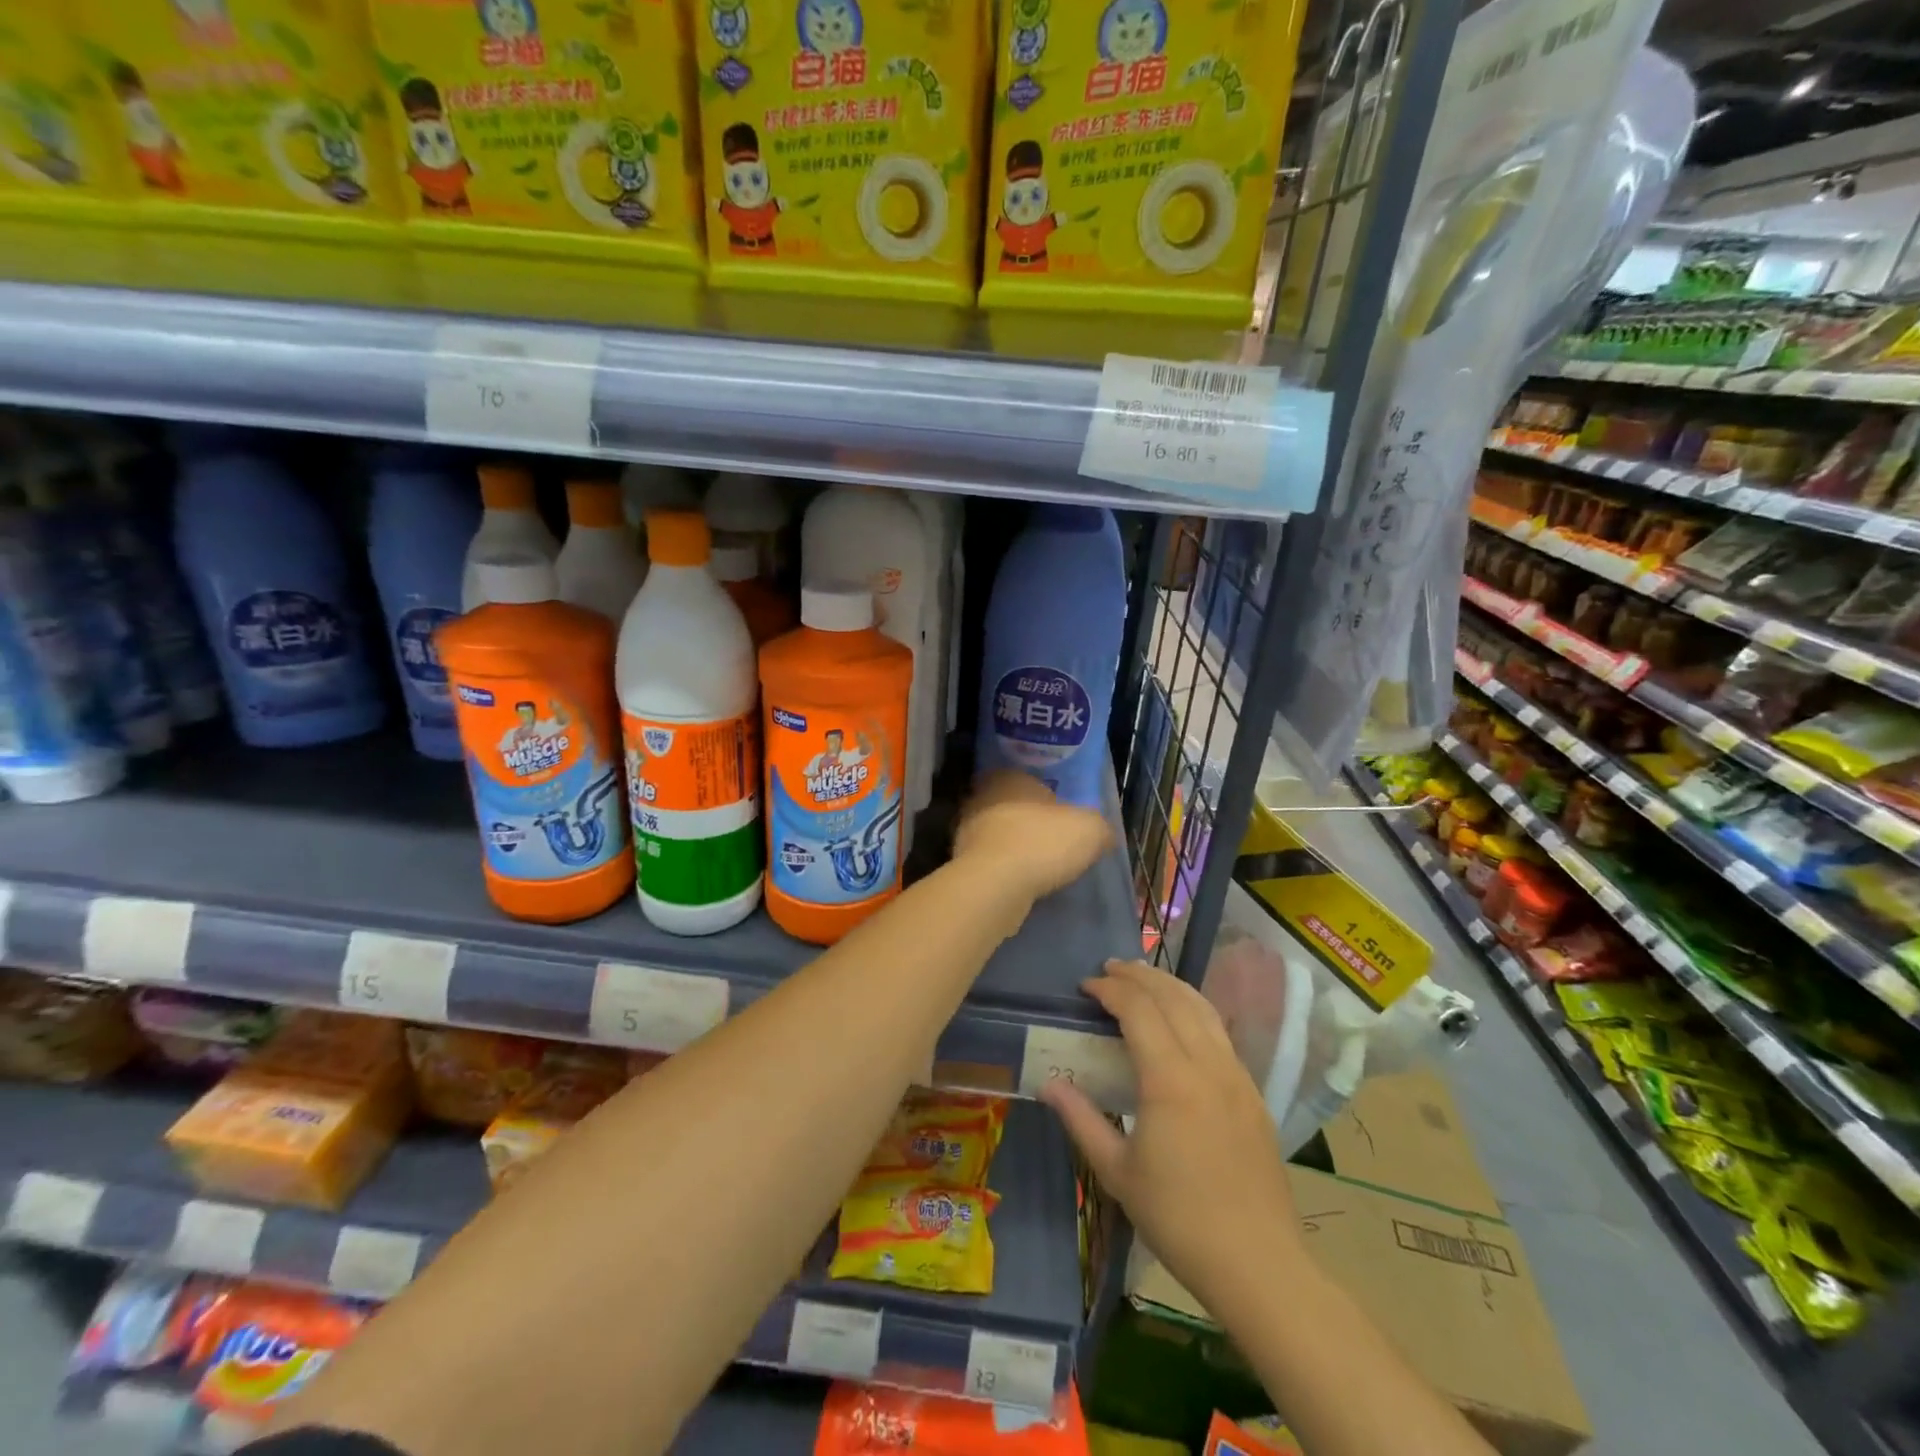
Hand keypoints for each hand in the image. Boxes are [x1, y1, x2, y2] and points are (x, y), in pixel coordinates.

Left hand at [952, 771, 1112, 900]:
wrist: (995, 886)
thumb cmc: (1042, 843)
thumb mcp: (1090, 829)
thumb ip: (1099, 827)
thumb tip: (1103, 835)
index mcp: (1009, 778)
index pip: (1029, 781)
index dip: (1050, 800)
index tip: (1065, 820)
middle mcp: (981, 798)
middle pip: (1012, 808)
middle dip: (1030, 824)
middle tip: (1054, 844)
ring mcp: (966, 831)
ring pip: (998, 835)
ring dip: (1016, 849)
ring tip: (1041, 869)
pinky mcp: (961, 863)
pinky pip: (990, 862)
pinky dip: (1005, 871)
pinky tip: (1023, 885)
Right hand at [1041, 960, 1299, 1310]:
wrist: (1259, 1264)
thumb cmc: (1179, 1218)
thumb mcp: (1117, 1172)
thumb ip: (1081, 1120)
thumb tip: (1047, 1083)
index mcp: (1170, 1079)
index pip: (1139, 1010)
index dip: (1110, 990)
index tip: (1085, 986)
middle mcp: (1208, 1064)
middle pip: (1173, 997)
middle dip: (1139, 976)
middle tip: (1109, 970)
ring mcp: (1237, 1075)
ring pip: (1203, 1008)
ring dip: (1169, 986)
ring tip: (1143, 979)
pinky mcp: (1253, 1092)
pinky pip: (1220, 1031)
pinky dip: (1193, 1009)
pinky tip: (1181, 1020)